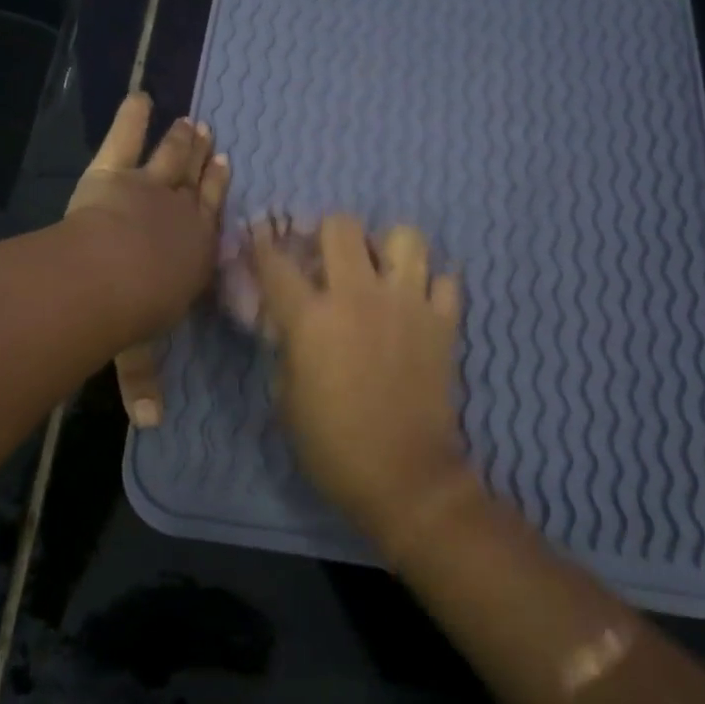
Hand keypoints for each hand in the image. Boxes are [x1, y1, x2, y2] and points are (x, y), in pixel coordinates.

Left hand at [67, 92, 229, 426]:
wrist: (112, 277)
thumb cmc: (134, 317)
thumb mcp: (140, 353)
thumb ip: (144, 383)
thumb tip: (150, 425)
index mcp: (195, 254)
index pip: (212, 221)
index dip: (218, 195)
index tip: (226, 168)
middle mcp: (181, 216)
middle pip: (197, 184)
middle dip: (204, 162)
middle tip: (211, 139)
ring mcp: (149, 189)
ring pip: (170, 158)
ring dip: (180, 140)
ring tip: (189, 121)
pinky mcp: (114, 172)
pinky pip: (125, 138)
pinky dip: (131, 116)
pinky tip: (139, 95)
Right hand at [252, 216, 474, 557]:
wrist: (404, 476)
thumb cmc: (331, 444)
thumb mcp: (286, 397)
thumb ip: (287, 348)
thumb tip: (290, 323)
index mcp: (311, 318)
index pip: (276, 262)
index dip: (261, 244)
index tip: (259, 237)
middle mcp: (359, 295)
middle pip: (342, 226)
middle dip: (326, 233)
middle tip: (326, 255)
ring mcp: (408, 303)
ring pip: (405, 236)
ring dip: (387, 248)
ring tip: (380, 271)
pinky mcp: (444, 322)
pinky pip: (445, 279)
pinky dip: (431, 285)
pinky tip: (417, 303)